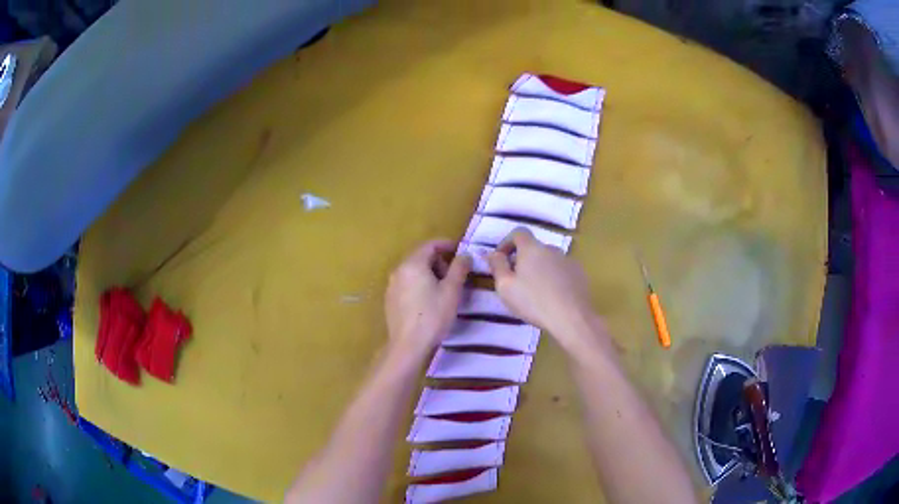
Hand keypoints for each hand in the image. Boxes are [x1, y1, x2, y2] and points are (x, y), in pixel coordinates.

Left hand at [385, 239, 471, 357]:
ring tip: (444, 289)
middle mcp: (399, 270)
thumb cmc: (433, 316)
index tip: (461, 251)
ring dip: (430, 273)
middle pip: (421, 257)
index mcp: (412, 264)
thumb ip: (459, 268)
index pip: (430, 245)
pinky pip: (407, 283)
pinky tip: (429, 301)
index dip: (447, 245)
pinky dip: (420, 284)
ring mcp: (392, 285)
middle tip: (455, 275)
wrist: (408, 345)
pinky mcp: (390, 299)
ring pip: (413, 271)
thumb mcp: (452, 291)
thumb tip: (465, 254)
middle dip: (440, 261)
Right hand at [487, 229, 604, 348]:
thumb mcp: (506, 287)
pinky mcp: (579, 274)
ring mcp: (568, 260)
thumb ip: (497, 266)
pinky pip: (561, 270)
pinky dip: (553, 278)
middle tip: (515, 281)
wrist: (572, 317)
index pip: (518, 232)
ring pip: (548, 260)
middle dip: (522, 260)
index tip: (500, 260)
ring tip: (535, 292)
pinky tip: (552, 297)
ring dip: (538, 270)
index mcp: (532, 248)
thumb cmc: (534, 302)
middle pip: (534, 248)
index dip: (507, 242)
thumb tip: (493, 253)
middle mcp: (551, 249)